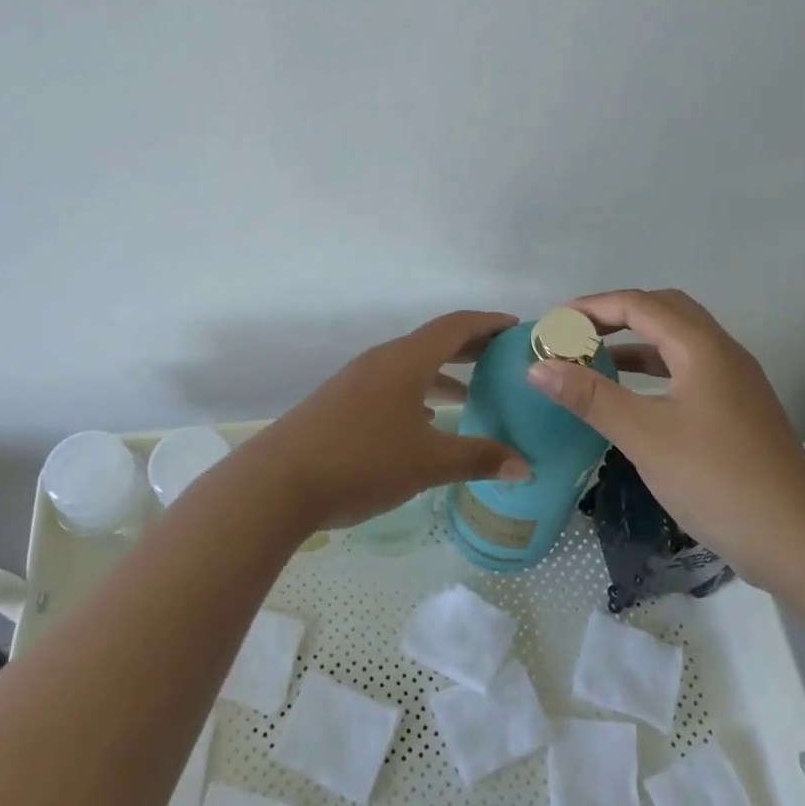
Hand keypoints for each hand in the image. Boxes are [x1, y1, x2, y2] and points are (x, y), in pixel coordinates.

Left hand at [252, 311, 531, 530]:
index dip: (488, 324)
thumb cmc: (363, 461)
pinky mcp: (340, 403)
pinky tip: (426, 422)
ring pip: (410, 367)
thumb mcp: (428, 463)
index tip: (516, 329)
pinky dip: (416, 394)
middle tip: (502, 360)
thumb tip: (526, 467)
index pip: (455, 326)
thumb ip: (479, 459)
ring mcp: (356, 381)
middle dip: (469, 348)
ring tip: (472, 394)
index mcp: (405, 361)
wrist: (279, 482)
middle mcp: (380, 361)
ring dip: (442, 375)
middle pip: (432, 343)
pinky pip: (390, 387)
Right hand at [525, 289, 804, 581]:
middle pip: (665, 311)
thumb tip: (538, 367)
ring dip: (636, 343)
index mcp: (702, 348)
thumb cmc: (716, 479)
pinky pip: (688, 371)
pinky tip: (632, 398)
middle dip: (616, 315)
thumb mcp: (644, 435)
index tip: (553, 322)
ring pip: (679, 342)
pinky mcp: (738, 411)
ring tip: (593, 361)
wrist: (797, 538)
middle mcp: (722, 353)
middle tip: (574, 334)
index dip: (593, 307)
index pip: (640, 305)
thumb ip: (590, 397)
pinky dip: (654, 371)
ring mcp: (735, 382)